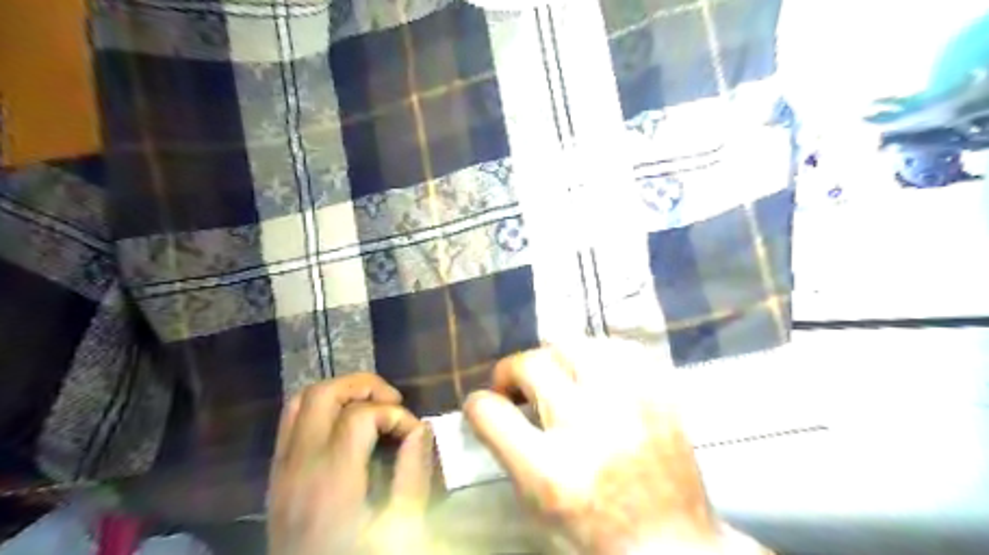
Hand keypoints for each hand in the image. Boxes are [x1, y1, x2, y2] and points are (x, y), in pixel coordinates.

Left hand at [267, 374, 434, 554]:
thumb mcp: (402, 530)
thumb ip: (413, 474)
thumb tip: (421, 429)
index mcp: (331, 482)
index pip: (359, 416)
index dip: (396, 415)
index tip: (415, 434)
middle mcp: (298, 467)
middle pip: (322, 394)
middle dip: (363, 387)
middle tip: (393, 402)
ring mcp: (281, 471)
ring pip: (299, 402)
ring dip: (339, 393)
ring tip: (371, 407)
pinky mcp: (276, 477)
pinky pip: (290, 423)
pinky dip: (320, 410)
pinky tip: (346, 426)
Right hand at [463, 340, 770, 552]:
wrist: (670, 542)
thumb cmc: (594, 528)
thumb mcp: (536, 502)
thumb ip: (506, 448)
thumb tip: (489, 403)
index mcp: (551, 470)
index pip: (490, 412)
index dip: (478, 404)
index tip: (484, 403)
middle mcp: (590, 426)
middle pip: (532, 364)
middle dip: (514, 372)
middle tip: (521, 388)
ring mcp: (630, 403)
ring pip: (574, 344)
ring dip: (555, 358)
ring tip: (558, 377)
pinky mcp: (661, 393)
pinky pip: (618, 348)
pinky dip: (598, 355)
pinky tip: (596, 373)